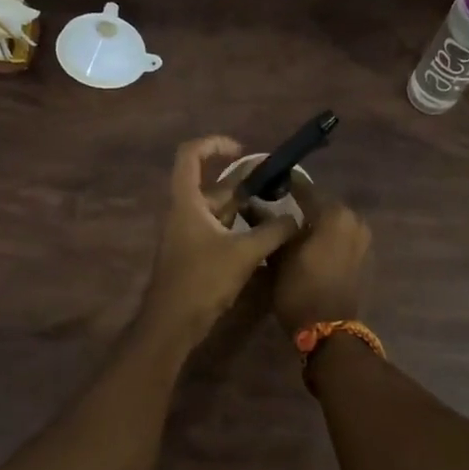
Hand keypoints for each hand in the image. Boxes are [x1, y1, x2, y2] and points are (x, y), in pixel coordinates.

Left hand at [140, 136, 302, 339]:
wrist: (172, 324)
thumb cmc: (202, 281)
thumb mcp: (244, 253)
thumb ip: (273, 231)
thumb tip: (296, 218)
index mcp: (186, 201)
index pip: (191, 155)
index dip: (215, 145)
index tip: (243, 151)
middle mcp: (184, 212)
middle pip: (213, 186)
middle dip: (245, 184)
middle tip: (277, 188)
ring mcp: (187, 234)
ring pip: (219, 210)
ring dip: (246, 209)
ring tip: (278, 213)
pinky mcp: (194, 253)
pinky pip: (219, 230)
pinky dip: (240, 229)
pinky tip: (265, 239)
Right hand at [272, 173, 371, 335]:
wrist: (329, 331)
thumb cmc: (299, 289)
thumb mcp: (277, 256)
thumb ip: (269, 226)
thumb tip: (254, 205)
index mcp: (334, 213)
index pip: (305, 189)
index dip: (286, 185)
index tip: (269, 184)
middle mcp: (353, 220)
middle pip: (323, 205)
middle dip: (303, 206)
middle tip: (278, 209)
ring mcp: (363, 239)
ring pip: (334, 222)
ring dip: (316, 223)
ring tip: (292, 230)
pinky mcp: (365, 257)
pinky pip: (342, 238)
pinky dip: (328, 238)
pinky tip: (309, 247)